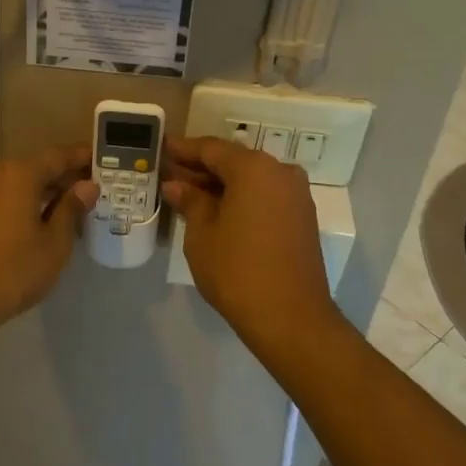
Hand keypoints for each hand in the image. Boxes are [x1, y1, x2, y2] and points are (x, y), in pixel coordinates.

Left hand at [0, 145, 98, 339]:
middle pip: (32, 168)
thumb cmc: (9, 272)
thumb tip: (86, 186)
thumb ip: (71, 210)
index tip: (99, 161)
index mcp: (18, 174)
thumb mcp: (53, 245)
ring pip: (10, 185)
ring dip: (34, 194)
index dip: (81, 158)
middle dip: (59, 179)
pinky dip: (11, 206)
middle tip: (84, 194)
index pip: (58, 156)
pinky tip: (23, 229)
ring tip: (58, 215)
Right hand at [162, 135, 340, 350]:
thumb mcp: (202, 234)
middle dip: (202, 168)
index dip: (184, 150)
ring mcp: (296, 195)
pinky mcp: (302, 218)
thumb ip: (190, 201)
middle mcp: (280, 172)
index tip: (163, 148)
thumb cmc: (237, 270)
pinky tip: (217, 211)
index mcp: (254, 168)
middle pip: (234, 162)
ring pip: (251, 180)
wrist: (290, 317)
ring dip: (221, 185)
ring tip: (189, 194)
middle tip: (171, 173)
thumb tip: (176, 185)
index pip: (212, 149)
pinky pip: (265, 196)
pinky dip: (241, 198)